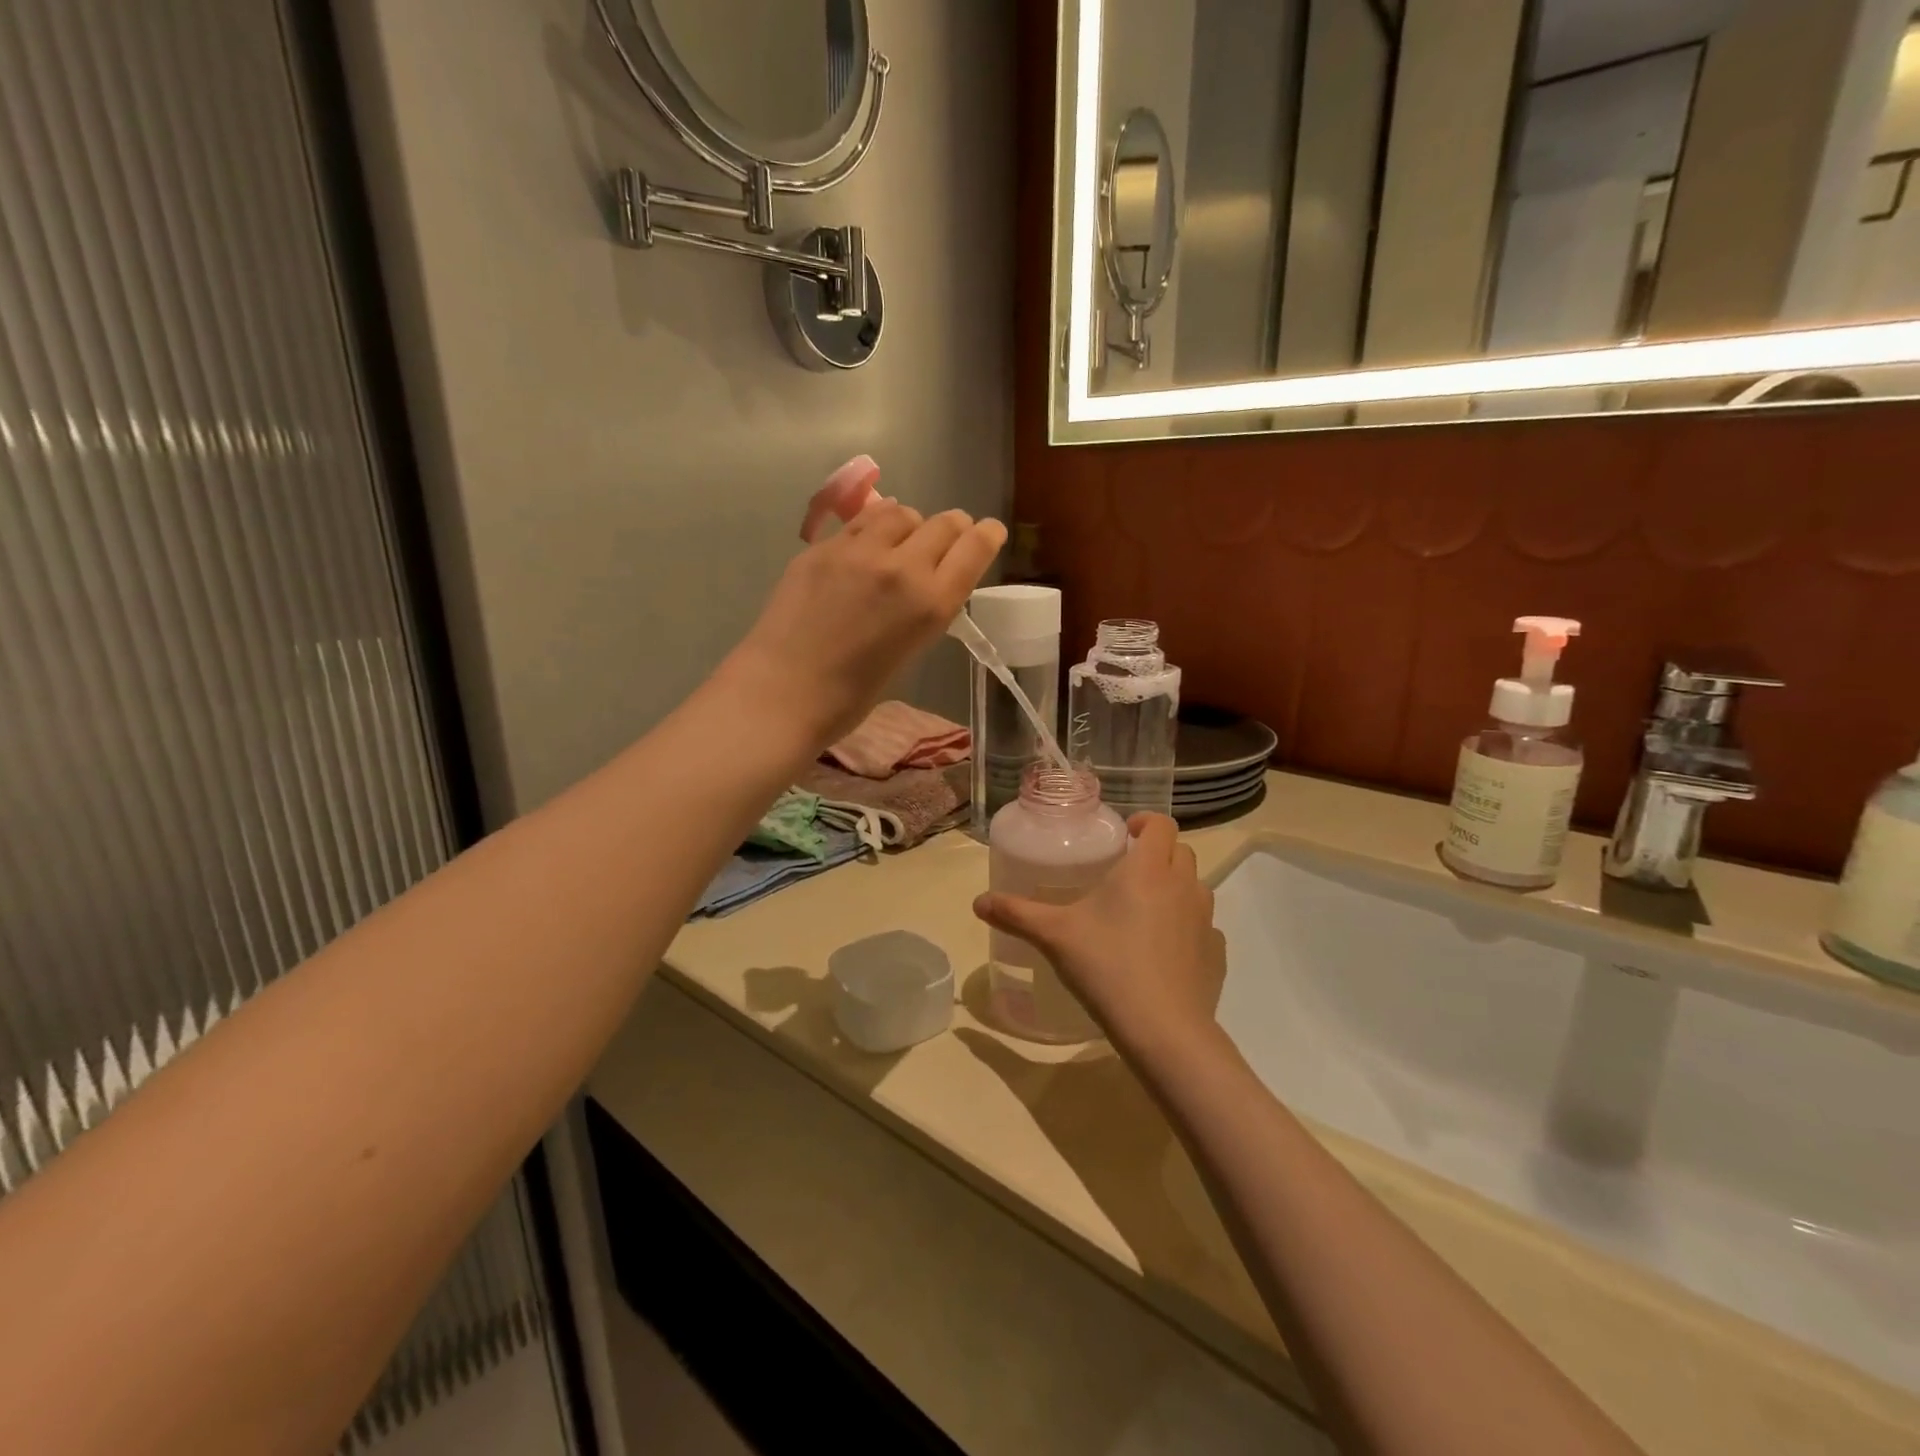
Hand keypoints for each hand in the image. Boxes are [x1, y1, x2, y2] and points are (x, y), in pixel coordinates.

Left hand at [725, 497, 1005, 748]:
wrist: (782, 693)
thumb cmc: (850, 696)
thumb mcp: (908, 652)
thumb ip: (922, 611)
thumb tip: (922, 586)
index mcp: (931, 604)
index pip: (974, 548)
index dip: (987, 535)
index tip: (989, 532)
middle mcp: (902, 567)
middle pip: (942, 523)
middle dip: (954, 527)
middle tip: (950, 536)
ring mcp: (858, 551)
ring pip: (900, 512)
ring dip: (911, 524)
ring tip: (903, 540)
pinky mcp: (822, 547)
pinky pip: (860, 522)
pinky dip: (874, 527)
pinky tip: (866, 545)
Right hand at [973, 815, 1226, 1057]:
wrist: (1163, 1030)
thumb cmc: (1106, 966)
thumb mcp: (1054, 936)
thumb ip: (1016, 913)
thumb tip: (978, 902)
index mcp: (1147, 868)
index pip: (1162, 824)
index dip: (1146, 822)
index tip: (1126, 834)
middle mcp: (1183, 884)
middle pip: (1181, 851)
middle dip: (1158, 853)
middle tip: (1128, 872)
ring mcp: (1205, 920)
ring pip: (1196, 887)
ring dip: (1175, 887)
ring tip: (1145, 911)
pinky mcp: (1216, 954)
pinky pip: (1204, 926)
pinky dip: (1187, 927)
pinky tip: (1164, 952)